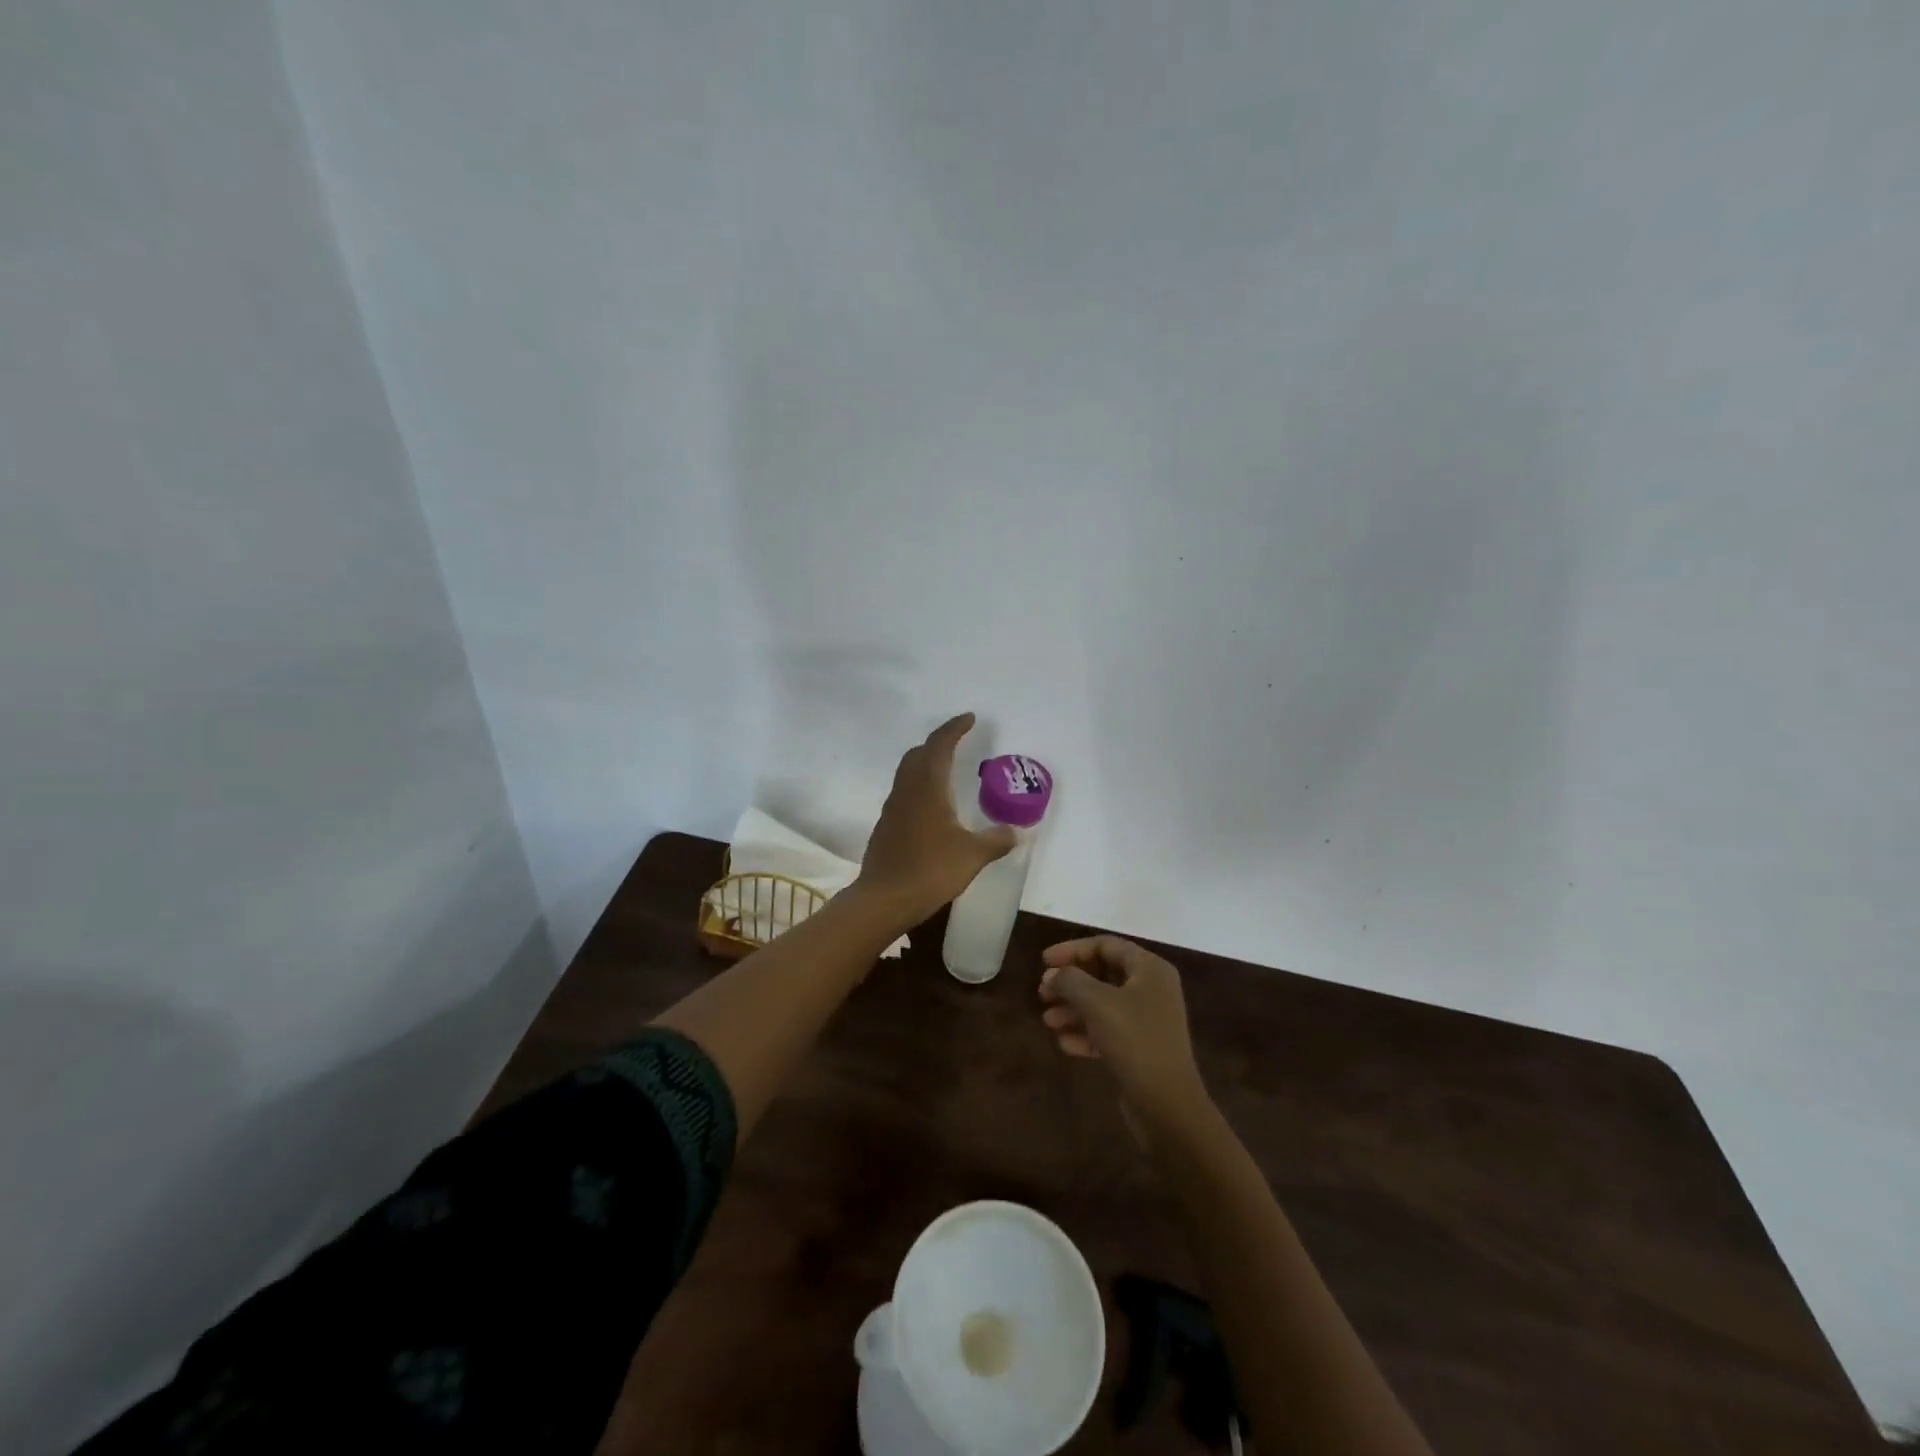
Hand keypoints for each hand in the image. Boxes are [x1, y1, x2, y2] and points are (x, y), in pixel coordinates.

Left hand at [856, 713, 1015, 928]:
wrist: (883, 899)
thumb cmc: (930, 871)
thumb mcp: (972, 855)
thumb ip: (996, 840)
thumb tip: (1018, 831)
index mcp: (928, 787)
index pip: (940, 745)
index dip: (954, 728)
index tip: (969, 718)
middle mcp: (907, 790)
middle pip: (919, 754)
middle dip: (938, 743)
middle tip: (958, 743)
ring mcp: (893, 807)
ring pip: (908, 773)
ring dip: (926, 764)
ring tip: (948, 772)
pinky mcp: (886, 826)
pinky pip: (904, 793)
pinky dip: (920, 787)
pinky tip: (933, 808)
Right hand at [1039, 936, 1208, 1131]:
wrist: (1167, 1105)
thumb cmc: (1134, 1040)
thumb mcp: (1097, 1002)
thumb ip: (1070, 980)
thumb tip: (1053, 975)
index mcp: (1150, 969)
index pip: (1105, 945)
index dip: (1072, 950)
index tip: (1043, 962)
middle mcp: (1152, 989)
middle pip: (1102, 974)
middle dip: (1070, 983)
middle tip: (1042, 993)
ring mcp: (1147, 1020)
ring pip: (1102, 1004)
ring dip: (1073, 1009)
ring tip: (1048, 1021)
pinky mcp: (1140, 1048)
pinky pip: (1107, 1030)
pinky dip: (1085, 1033)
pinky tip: (1064, 1044)